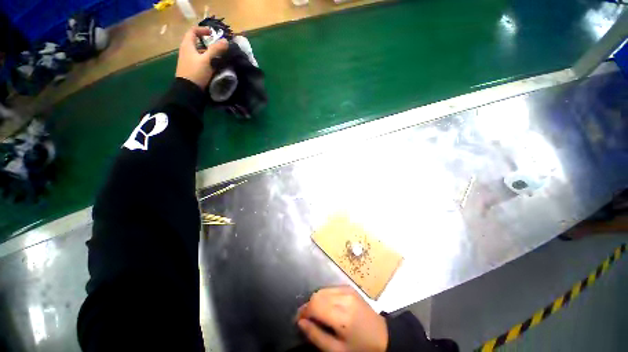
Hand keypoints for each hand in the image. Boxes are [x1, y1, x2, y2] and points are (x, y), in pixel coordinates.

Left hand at [175, 27, 227, 88]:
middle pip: (197, 42)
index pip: (193, 31)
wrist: (188, 90)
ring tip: (219, 58)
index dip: (203, 30)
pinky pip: (200, 61)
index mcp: (187, 45)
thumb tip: (225, 41)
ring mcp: (188, 60)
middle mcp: (186, 51)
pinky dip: (207, 61)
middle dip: (208, 43)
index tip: (213, 34)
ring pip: (199, 52)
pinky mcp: (192, 69)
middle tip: (219, 47)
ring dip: (209, 53)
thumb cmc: (196, 72)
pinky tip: (214, 66)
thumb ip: (216, 50)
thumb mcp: (207, 60)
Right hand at [296, 286, 387, 351]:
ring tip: (314, 314)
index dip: (303, 312)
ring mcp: (347, 290)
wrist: (382, 336)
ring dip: (315, 301)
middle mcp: (344, 298)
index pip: (315, 305)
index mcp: (342, 316)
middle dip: (308, 306)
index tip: (298, 321)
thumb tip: (301, 323)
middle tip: (305, 319)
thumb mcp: (337, 351)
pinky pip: (330, 288)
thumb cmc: (360, 348)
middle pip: (317, 295)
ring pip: (322, 290)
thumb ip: (316, 336)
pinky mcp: (349, 288)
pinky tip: (325, 307)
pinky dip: (324, 296)